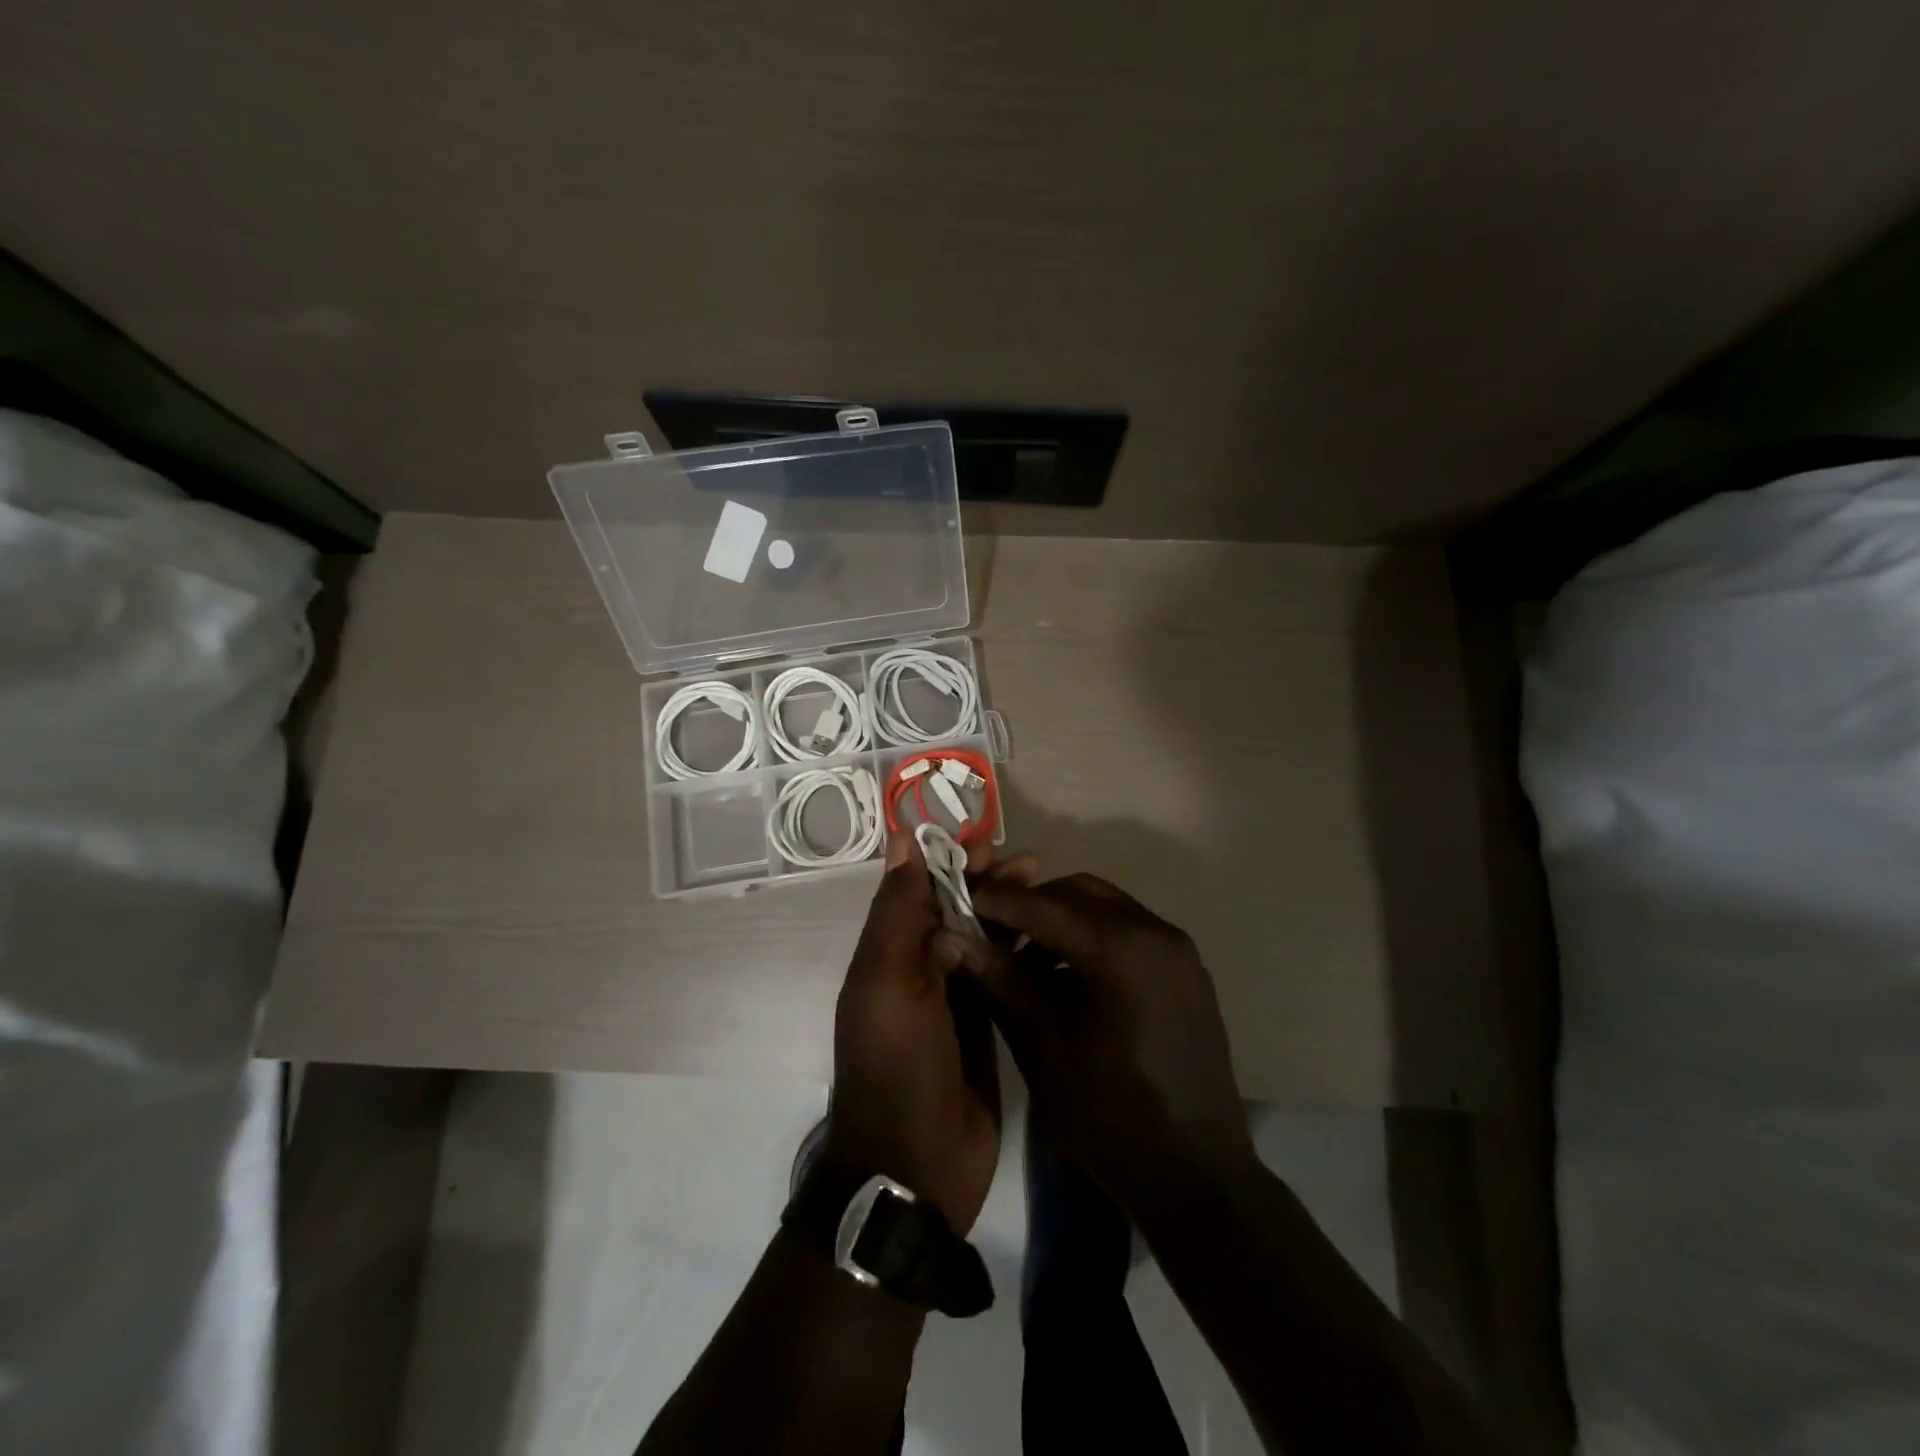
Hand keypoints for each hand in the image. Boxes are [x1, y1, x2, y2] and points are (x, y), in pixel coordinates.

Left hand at [824, 832, 1034, 1233]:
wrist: (916, 1165)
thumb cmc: (898, 1065)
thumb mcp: (888, 982)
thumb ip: (897, 912)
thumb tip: (901, 841)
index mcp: (888, 953)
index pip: (919, 889)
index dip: (949, 860)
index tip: (988, 841)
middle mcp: (918, 968)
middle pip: (954, 909)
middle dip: (987, 882)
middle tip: (1030, 863)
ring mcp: (953, 998)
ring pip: (981, 938)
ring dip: (1007, 911)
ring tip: (1045, 888)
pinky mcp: (984, 1025)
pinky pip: (1001, 975)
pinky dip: (1020, 951)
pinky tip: (1051, 937)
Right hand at [961, 874, 1255, 1213]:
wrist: (1199, 1178)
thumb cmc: (1112, 1117)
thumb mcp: (1044, 1049)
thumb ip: (1001, 982)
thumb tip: (952, 937)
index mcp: (1123, 950)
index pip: (1045, 905)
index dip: (997, 900)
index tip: (958, 900)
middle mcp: (1157, 933)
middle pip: (1079, 893)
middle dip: (1031, 906)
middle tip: (991, 934)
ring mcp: (1179, 951)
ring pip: (1105, 908)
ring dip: (1061, 921)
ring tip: (1026, 964)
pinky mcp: (1187, 971)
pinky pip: (1129, 932)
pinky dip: (1092, 938)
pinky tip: (1069, 979)